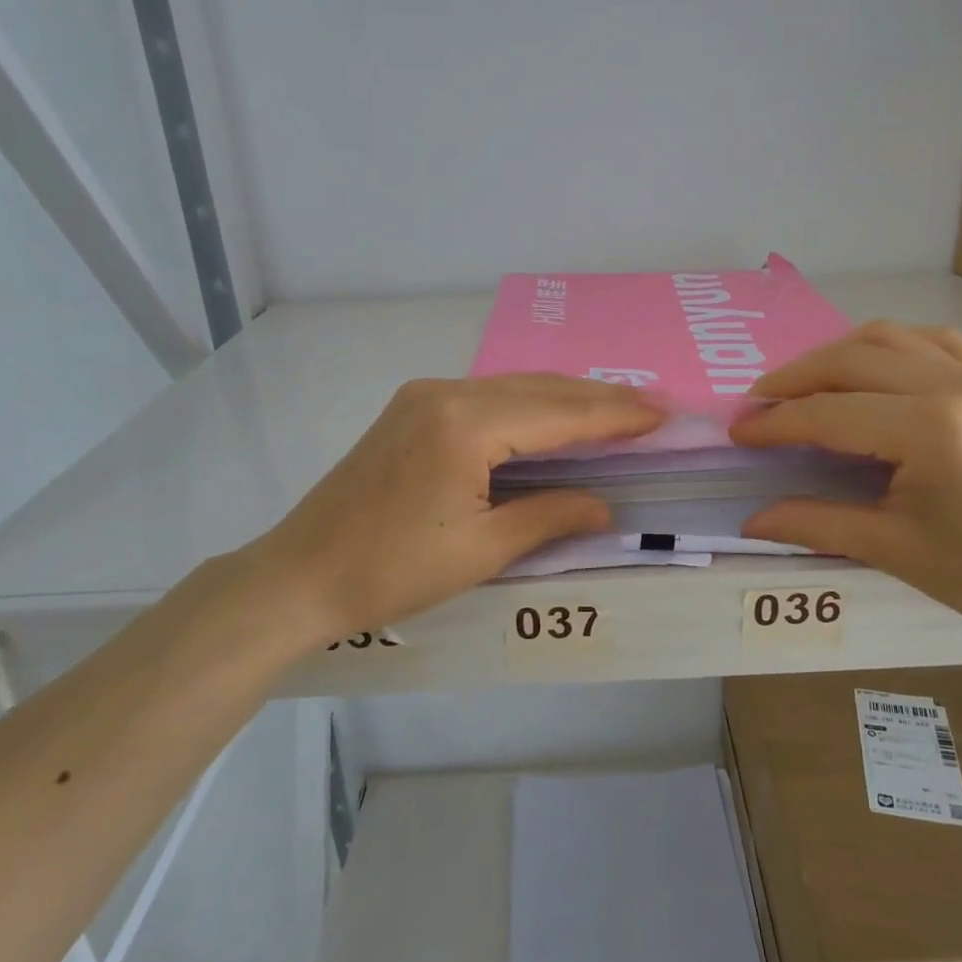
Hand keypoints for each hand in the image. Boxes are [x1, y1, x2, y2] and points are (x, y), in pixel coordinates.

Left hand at [230, 375, 662, 641]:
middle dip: (598, 398)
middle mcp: (448, 393)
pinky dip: (529, 403)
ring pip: (514, 387)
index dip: (614, 416)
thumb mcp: (482, 550)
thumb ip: (549, 517)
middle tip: (651, 404)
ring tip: (615, 407)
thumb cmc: (392, 571)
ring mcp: (425, 395)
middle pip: (540, 389)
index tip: (661, 413)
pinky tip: (552, 414)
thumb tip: (605, 505)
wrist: (300, 574)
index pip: (559, 414)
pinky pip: (488, 395)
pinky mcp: (412, 408)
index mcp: (467, 425)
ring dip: (566, 397)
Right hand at [731, 322, 961, 645]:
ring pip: (889, 337)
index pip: (829, 413)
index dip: (775, 423)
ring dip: (837, 354)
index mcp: (928, 429)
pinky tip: (873, 369)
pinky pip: (933, 342)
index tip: (738, 431)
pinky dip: (889, 347)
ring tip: (804, 383)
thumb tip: (751, 521)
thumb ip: (816, 523)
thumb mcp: (894, 550)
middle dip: (795, 378)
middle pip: (851, 360)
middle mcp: (954, 385)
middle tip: (758, 403)